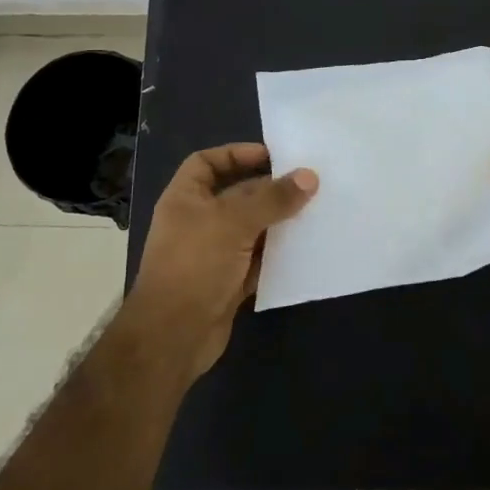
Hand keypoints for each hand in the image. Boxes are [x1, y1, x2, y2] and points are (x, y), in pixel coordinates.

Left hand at [125, 143, 316, 377]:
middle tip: (309, 183)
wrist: (173, 335)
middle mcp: (198, 222)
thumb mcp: (233, 222)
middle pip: (237, 195)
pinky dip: (278, 254)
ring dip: (279, 222)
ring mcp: (213, 254)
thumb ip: (272, 198)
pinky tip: (306, 248)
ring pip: (252, 229)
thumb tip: (310, 177)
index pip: (207, 163)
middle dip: (270, 189)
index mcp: (185, 199)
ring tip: (316, 211)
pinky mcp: (229, 282)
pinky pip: (259, 260)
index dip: (236, 154)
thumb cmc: (195, 265)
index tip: (273, 155)